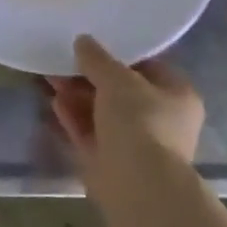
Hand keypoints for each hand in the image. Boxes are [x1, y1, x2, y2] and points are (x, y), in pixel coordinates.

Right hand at [44, 34, 203, 213]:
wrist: (137, 184)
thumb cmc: (140, 121)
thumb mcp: (117, 78)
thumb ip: (97, 58)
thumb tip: (83, 41)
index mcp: (177, 95)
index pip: (148, 66)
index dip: (119, 54)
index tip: (92, 44)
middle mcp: (161, 120)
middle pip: (120, 91)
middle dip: (89, 76)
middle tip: (62, 61)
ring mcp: (136, 144)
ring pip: (102, 112)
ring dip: (77, 96)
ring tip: (50, 78)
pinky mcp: (112, 162)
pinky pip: (90, 133)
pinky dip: (74, 118)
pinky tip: (54, 103)